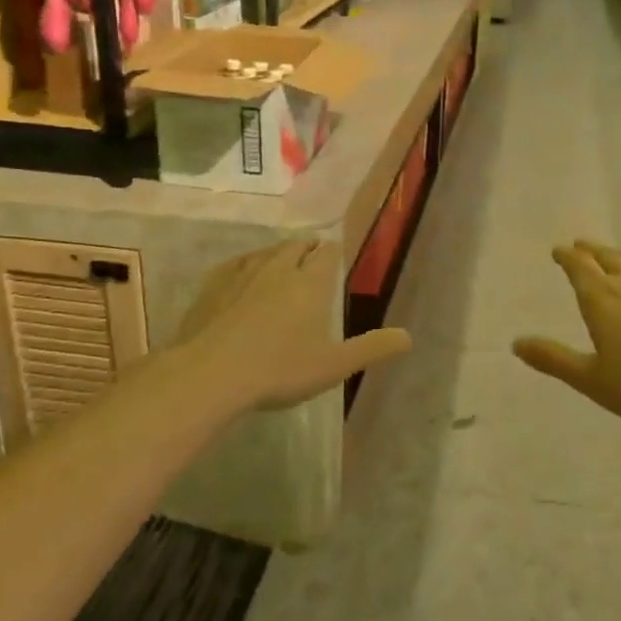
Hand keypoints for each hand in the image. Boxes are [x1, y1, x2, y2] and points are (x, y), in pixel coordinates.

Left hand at [163, 241, 411, 415]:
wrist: (212, 374)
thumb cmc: (280, 369)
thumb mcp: (334, 365)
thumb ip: (371, 348)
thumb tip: (408, 337)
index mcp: (311, 283)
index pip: (328, 254)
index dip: (334, 252)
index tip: (336, 255)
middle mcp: (280, 269)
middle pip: (297, 246)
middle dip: (307, 248)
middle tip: (312, 255)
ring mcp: (243, 273)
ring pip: (267, 251)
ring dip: (278, 252)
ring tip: (282, 260)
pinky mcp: (214, 285)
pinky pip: (235, 263)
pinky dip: (246, 263)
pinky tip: (242, 271)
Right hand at [513, 241, 620, 433]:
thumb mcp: (591, 379)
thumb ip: (553, 359)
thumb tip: (516, 343)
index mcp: (600, 298)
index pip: (578, 267)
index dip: (566, 257)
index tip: (558, 251)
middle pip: (605, 256)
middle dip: (589, 251)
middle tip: (580, 247)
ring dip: (620, 255)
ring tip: (615, 257)